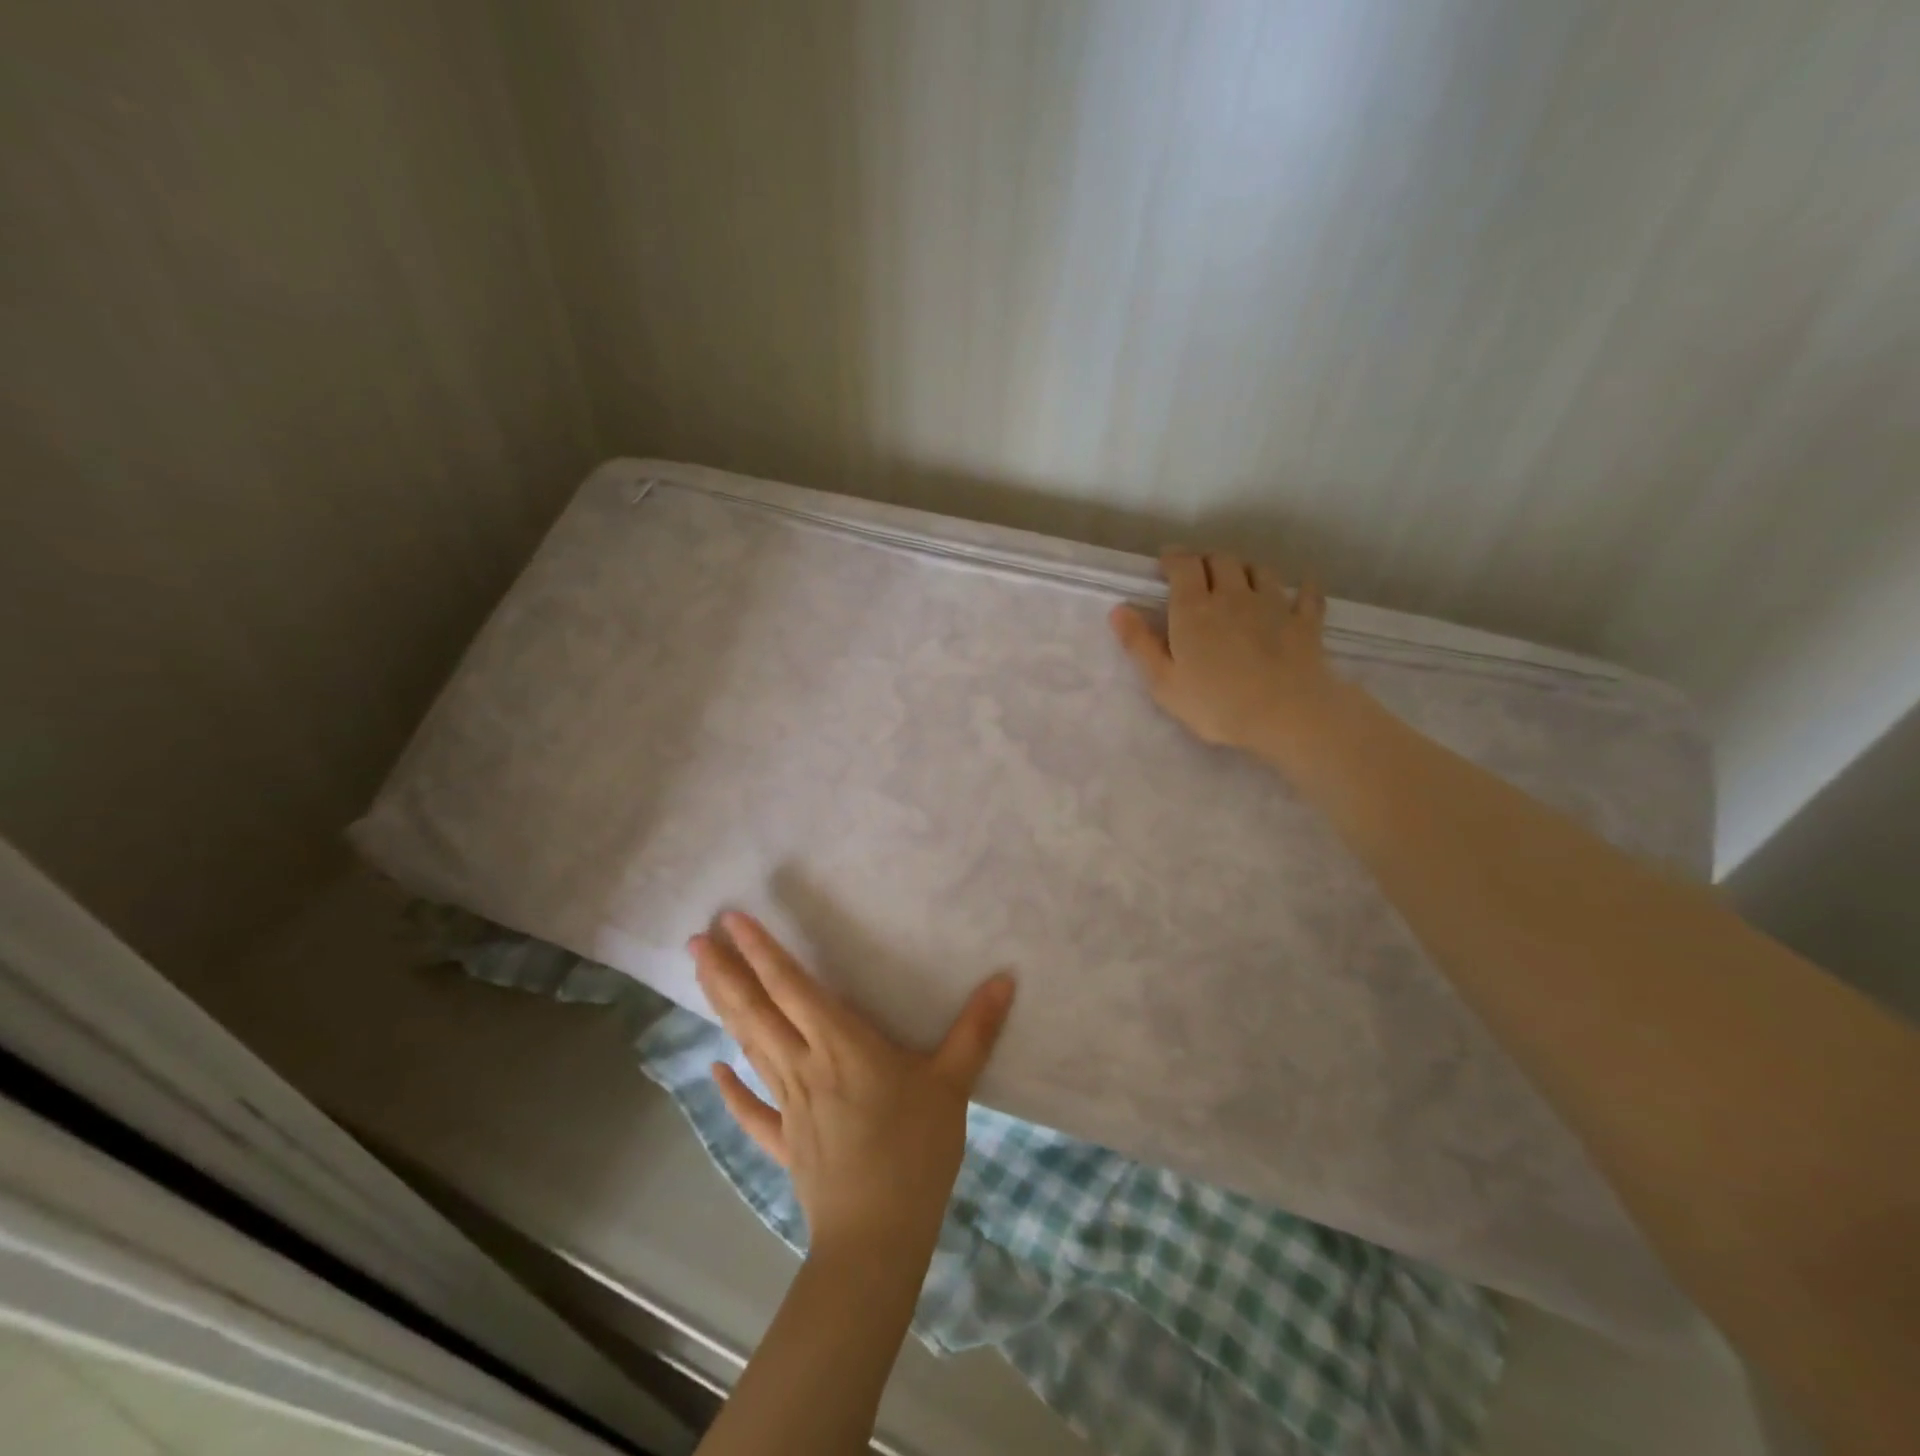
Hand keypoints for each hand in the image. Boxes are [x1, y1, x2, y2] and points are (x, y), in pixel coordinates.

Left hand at [691, 913, 1014, 1260]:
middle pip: (755, 1011)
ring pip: (748, 1047)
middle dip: (724, 972)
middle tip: (694, 938)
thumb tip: (1005, 977)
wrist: (877, 1238)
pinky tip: (714, 1071)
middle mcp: (804, 1065)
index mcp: (841, 1044)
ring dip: (722, 1009)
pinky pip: (752, 1111)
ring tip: (699, 976)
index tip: (732, 919)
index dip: (762, 951)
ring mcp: (789, 1105)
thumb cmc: (915, 1151)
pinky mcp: (785, 1143)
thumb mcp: (953, 1084)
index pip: (792, 986)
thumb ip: (975, 1029)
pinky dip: (731, 1090)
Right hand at [1109, 548, 1337, 765]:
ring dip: (1245, 569)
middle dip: (1206, 560)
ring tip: (1238, 580)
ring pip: (1259, 569)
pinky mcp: (1305, 622)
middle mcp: (1233, 595)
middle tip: (1197, 575)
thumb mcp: (1164, 682)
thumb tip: (1119, 609)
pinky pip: (1305, 594)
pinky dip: (1300, 589)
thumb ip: (1140, 644)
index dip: (1173, 558)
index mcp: (1194, 608)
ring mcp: (1273, 604)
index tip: (1165, 564)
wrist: (1287, 714)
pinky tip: (1298, 592)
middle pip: (1221, 559)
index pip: (1183, 565)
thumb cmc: (1216, 704)